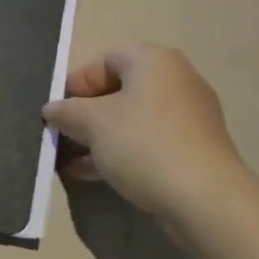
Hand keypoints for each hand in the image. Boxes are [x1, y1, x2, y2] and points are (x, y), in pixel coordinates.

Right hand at [43, 44, 249, 221]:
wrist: (206, 199)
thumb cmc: (143, 144)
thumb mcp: (93, 124)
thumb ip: (66, 112)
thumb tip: (51, 110)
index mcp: (152, 60)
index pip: (103, 61)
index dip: (74, 86)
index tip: (56, 114)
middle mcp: (176, 78)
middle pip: (118, 91)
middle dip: (86, 116)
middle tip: (62, 138)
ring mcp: (190, 115)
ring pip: (133, 119)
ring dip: (100, 138)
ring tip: (71, 163)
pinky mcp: (196, 148)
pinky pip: (150, 141)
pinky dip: (123, 152)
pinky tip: (95, 175)